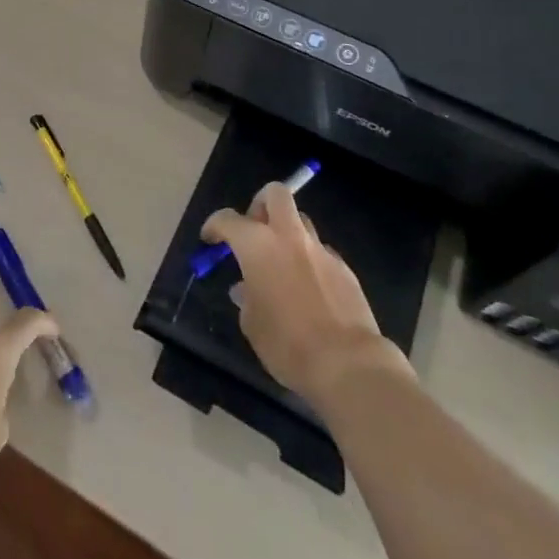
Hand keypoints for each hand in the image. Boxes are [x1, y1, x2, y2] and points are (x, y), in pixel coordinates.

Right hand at [201, 183, 412, 400]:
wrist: (348, 364)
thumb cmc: (287, 344)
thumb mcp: (252, 324)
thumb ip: (246, 297)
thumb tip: (246, 289)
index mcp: (258, 245)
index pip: (228, 219)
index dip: (215, 226)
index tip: (210, 238)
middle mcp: (289, 236)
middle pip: (276, 194)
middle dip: (261, 204)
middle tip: (254, 230)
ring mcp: (321, 250)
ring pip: (301, 222)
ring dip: (287, 233)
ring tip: (282, 263)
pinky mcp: (345, 269)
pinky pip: (321, 252)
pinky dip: (310, 260)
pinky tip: (308, 288)